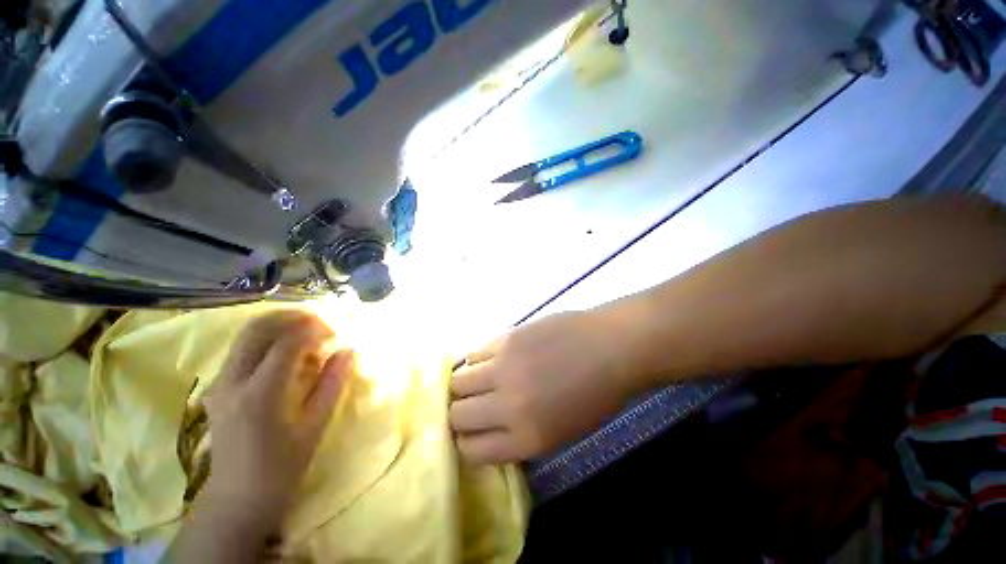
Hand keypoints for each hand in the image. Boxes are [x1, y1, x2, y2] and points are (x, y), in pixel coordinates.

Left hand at [202, 311, 353, 517]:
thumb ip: (333, 383)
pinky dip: (267, 338)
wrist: (239, 496)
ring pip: (246, 334)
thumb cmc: (283, 465)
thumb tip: (348, 350)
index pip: (287, 343)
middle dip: (293, 317)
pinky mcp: (217, 385)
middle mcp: (233, 381)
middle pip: (258, 328)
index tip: (334, 333)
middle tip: (320, 323)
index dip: (314, 330)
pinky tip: (286, 349)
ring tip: (306, 331)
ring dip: (279, 324)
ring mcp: (219, 382)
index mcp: (261, 395)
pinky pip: (242, 347)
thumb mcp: (316, 425)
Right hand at [449, 311, 637, 464]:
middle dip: (460, 414)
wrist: (610, 348)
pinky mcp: (506, 338)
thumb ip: (519, 436)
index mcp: (526, 438)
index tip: (470, 433)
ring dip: (464, 384)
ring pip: (458, 381)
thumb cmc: (594, 395)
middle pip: (457, 415)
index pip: (471, 450)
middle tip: (472, 405)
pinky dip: (477, 361)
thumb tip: (488, 429)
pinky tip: (492, 359)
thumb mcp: (561, 433)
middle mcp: (508, 405)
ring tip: (480, 379)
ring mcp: (504, 367)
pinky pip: (474, 354)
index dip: (466, 443)